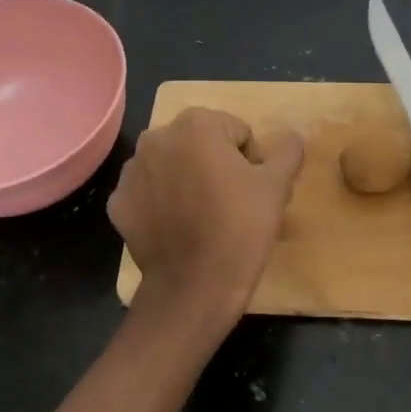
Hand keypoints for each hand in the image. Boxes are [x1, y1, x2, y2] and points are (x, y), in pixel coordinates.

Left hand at [109, 106, 303, 314]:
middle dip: (216, 166)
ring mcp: (132, 171)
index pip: (236, 132)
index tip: (253, 191)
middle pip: (200, 144)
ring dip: (187, 181)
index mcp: (196, 124)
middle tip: (232, 204)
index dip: (251, 160)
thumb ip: (287, 152)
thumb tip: (292, 136)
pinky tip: (177, 228)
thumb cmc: (240, 228)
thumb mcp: (277, 186)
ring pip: (172, 166)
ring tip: (203, 217)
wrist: (194, 287)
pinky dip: (162, 204)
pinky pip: (149, 194)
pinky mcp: (118, 203)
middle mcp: (156, 138)